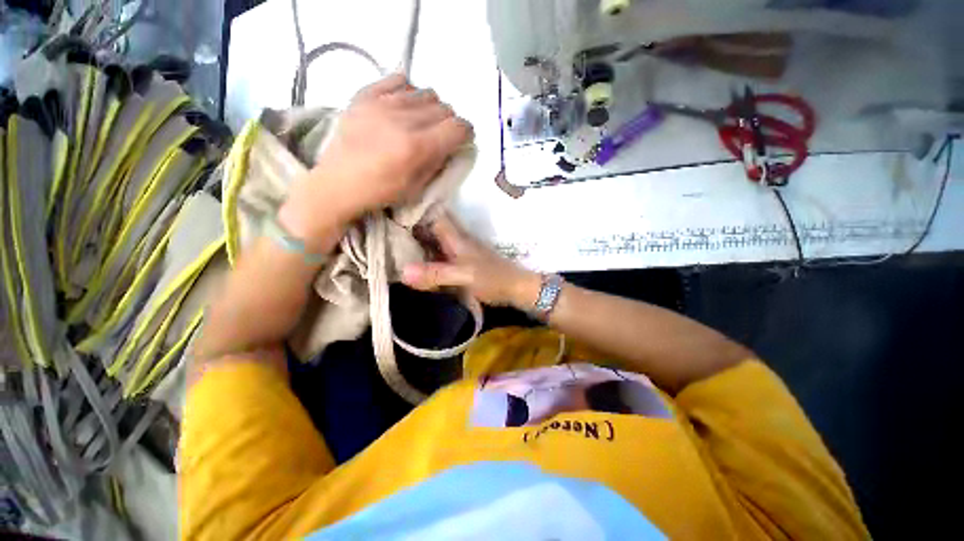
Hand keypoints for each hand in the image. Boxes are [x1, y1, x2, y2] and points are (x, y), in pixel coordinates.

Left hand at [282, 74, 472, 237]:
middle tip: (440, 136)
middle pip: (445, 108)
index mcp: (418, 147)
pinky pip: (399, 79)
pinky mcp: (366, 95)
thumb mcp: (418, 187)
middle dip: (449, 123)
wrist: (339, 183)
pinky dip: (409, 91)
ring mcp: (383, 103)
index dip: (466, 134)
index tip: (461, 141)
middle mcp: (404, 120)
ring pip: (426, 92)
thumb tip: (452, 147)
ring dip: (431, 108)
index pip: (458, 127)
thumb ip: (438, 164)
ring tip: (421, 122)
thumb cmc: (381, 192)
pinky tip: (403, 106)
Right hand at [401, 213, 540, 307]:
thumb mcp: (463, 277)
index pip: (431, 214)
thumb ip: (436, 274)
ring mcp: (458, 251)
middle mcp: (455, 239)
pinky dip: (425, 253)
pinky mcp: (460, 262)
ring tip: (390, 241)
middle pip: (429, 225)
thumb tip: (402, 271)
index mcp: (455, 237)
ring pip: (433, 239)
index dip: (412, 209)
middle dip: (409, 224)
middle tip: (383, 226)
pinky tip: (413, 260)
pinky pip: (438, 253)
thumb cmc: (492, 279)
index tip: (388, 207)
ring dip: (416, 239)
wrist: (515, 288)